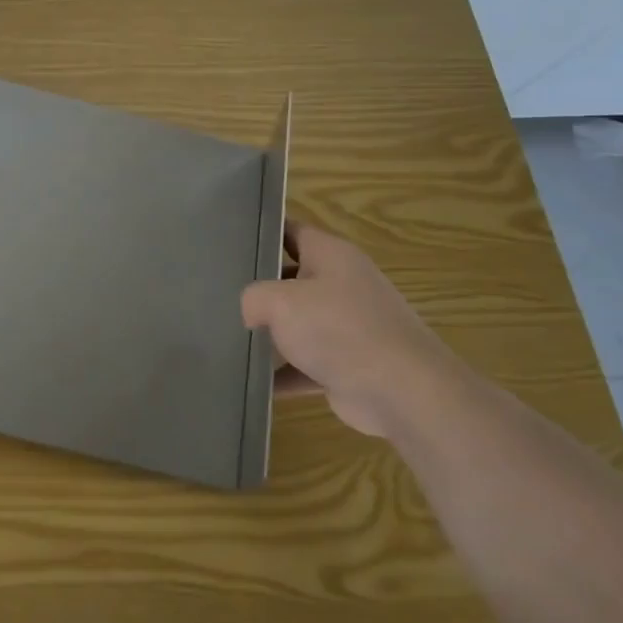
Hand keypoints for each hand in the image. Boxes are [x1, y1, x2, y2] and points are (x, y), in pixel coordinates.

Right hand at [240, 225, 463, 439]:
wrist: (403, 392)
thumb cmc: (338, 329)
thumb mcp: (280, 301)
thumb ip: (253, 297)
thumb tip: (250, 313)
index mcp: (331, 255)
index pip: (291, 230)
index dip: (261, 232)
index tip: (228, 239)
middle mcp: (342, 285)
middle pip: (291, 277)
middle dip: (259, 286)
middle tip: (219, 290)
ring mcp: (347, 326)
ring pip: (298, 322)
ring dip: (270, 333)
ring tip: (229, 335)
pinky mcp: (348, 364)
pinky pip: (305, 364)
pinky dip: (283, 373)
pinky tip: (253, 382)